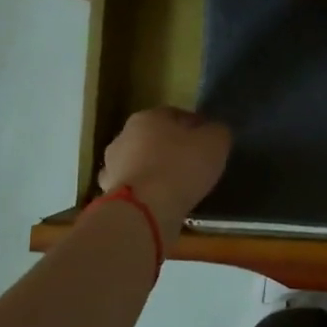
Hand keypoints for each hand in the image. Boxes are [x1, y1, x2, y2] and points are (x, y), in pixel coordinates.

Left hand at [98, 108, 231, 229]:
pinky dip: (145, 193)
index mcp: (149, 116)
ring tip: (177, 188)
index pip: (177, 115)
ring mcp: (112, 165)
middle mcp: (124, 135)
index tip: (209, 143)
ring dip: (155, 171)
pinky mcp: (108, 193)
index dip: (196, 128)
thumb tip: (214, 132)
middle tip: (194, 165)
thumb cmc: (181, 167)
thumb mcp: (216, 142)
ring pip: (141, 163)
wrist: (144, 210)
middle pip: (155, 138)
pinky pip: (134, 189)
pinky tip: (160, 203)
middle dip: (172, 148)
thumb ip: (217, 132)